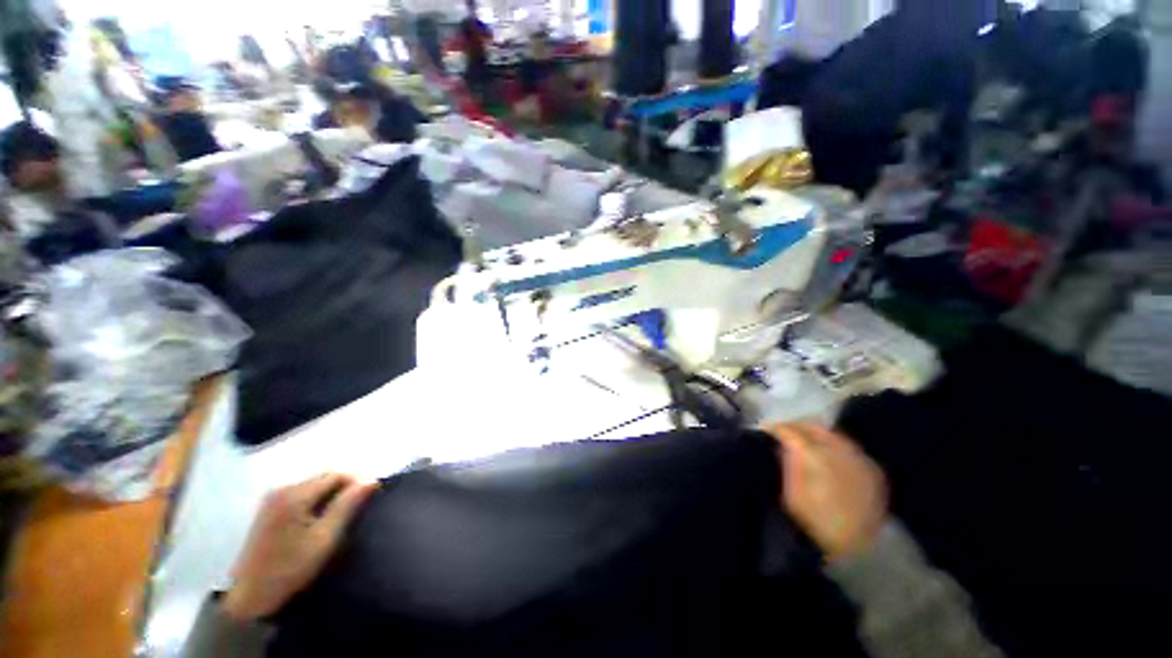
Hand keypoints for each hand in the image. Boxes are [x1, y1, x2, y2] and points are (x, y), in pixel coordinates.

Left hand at [222, 474, 375, 621]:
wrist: (250, 596)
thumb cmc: (291, 568)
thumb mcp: (325, 537)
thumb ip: (348, 505)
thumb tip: (371, 480)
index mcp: (296, 495)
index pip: (337, 474)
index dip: (357, 481)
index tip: (371, 496)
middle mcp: (283, 489)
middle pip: (324, 476)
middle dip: (345, 486)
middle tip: (358, 506)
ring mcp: (273, 498)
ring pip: (314, 484)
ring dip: (331, 493)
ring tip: (342, 513)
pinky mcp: (269, 508)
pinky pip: (302, 493)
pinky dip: (317, 499)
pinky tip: (320, 518)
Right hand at [767, 423, 888, 561]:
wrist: (857, 550)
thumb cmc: (815, 522)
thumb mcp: (791, 494)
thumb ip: (786, 463)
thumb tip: (780, 444)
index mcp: (815, 456)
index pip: (792, 431)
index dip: (776, 428)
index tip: (765, 429)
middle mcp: (840, 451)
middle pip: (814, 427)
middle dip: (797, 427)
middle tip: (783, 431)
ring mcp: (860, 459)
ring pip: (832, 435)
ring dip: (815, 434)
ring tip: (803, 441)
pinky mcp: (873, 470)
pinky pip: (849, 447)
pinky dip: (834, 445)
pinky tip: (826, 454)